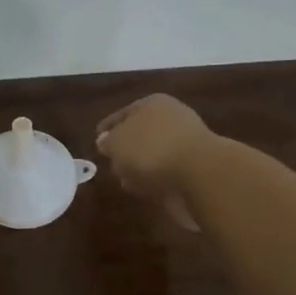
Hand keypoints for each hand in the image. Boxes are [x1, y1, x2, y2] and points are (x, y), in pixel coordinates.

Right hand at [95, 95, 217, 228]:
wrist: (199, 174)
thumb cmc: (151, 149)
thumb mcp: (117, 142)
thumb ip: (108, 142)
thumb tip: (105, 142)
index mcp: (153, 104)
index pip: (125, 112)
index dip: (109, 126)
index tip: (96, 138)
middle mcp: (171, 120)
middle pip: (141, 133)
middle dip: (125, 149)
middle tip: (110, 162)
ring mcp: (185, 145)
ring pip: (153, 154)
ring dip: (139, 167)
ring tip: (123, 180)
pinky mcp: (193, 170)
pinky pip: (165, 173)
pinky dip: (153, 180)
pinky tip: (142, 190)